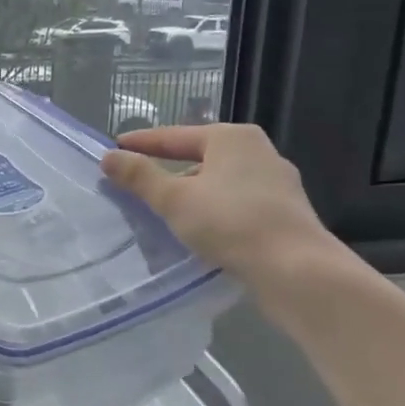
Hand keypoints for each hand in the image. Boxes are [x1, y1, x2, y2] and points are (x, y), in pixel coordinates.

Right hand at [100, 124, 339, 287]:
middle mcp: (258, 151)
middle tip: (137, 181)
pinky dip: (212, 209)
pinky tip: (199, 228)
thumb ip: (139, 176)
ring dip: (191, 192)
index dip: (142, 142)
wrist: (296, 269)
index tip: (115, 148)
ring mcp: (276, 182)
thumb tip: (108, 157)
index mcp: (231, 137)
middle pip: (199, 156)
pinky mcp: (284, 211)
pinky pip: (236, 202)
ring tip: (164, 210)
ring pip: (219, 181)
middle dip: (168, 169)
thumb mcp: (174, 199)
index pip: (174, 136)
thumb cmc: (230, 223)